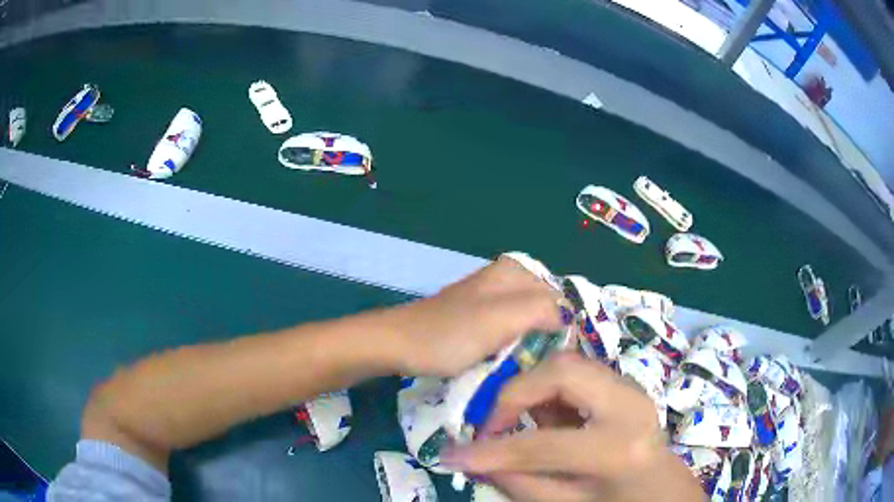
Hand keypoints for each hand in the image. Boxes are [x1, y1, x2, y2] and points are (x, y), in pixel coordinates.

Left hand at [391, 255, 568, 376]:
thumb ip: (541, 310)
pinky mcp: (482, 319)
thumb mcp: (499, 319)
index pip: (562, 300)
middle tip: (544, 369)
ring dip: (533, 346)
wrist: (399, 345)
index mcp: (516, 271)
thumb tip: (569, 319)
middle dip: (549, 339)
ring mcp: (494, 300)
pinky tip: (513, 364)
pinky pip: (513, 332)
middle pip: (547, 311)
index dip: (565, 331)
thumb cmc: (448, 334)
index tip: (560, 362)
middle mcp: (509, 279)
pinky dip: (516, 348)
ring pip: (531, 324)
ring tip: (530, 370)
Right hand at [440, 353, 703, 501]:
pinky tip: (551, 420)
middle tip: (495, 426)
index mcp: (619, 449)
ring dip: (534, 390)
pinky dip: (551, 391)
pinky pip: (576, 372)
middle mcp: (630, 406)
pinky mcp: (625, 383)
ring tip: (524, 424)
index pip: (544, 445)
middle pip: (562, 370)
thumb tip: (472, 460)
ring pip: (568, 363)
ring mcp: (632, 387)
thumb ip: (520, 483)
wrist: (665, 487)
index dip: (494, 450)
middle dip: (516, 393)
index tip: (454, 453)